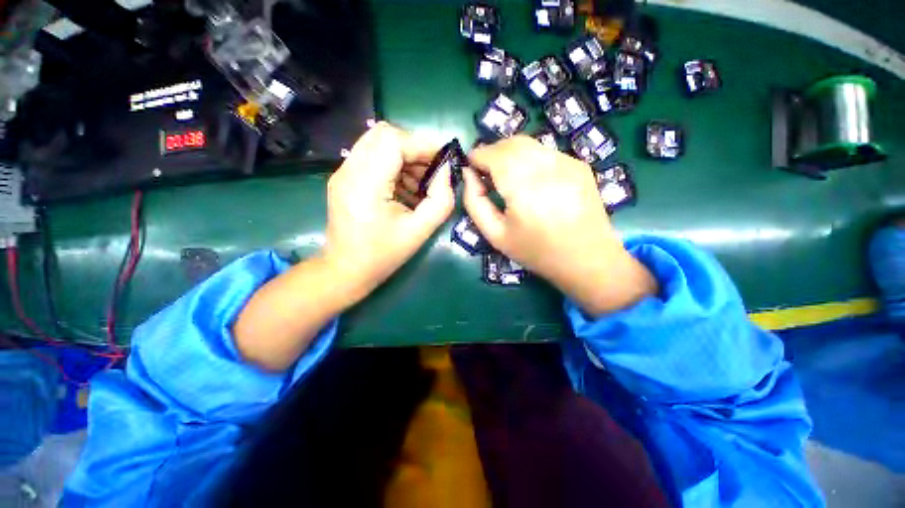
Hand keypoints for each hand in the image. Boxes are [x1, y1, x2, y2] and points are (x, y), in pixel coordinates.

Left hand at [322, 122, 454, 302]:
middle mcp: (348, 171)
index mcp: (365, 185)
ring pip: (377, 142)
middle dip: (414, 147)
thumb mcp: (420, 232)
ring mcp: (342, 173)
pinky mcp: (344, 178)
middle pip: (383, 134)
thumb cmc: (383, 256)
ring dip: (405, 155)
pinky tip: (405, 187)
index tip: (443, 160)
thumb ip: (440, 201)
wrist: (346, 271)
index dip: (422, 144)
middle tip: (433, 170)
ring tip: (421, 182)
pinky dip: (394, 164)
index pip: (393, 141)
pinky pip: (372, 156)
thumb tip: (447, 173)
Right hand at [463, 136, 656, 314]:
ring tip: (507, 176)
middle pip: (511, 143)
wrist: (587, 259)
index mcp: (523, 188)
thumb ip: (475, 203)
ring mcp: (567, 163)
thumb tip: (467, 174)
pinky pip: (545, 152)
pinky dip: (530, 158)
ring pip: (529, 143)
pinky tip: (532, 181)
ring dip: (510, 153)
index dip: (477, 155)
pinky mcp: (579, 165)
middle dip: (493, 152)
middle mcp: (547, 167)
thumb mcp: (495, 235)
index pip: (494, 154)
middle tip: (486, 172)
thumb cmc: (536, 252)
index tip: (470, 166)